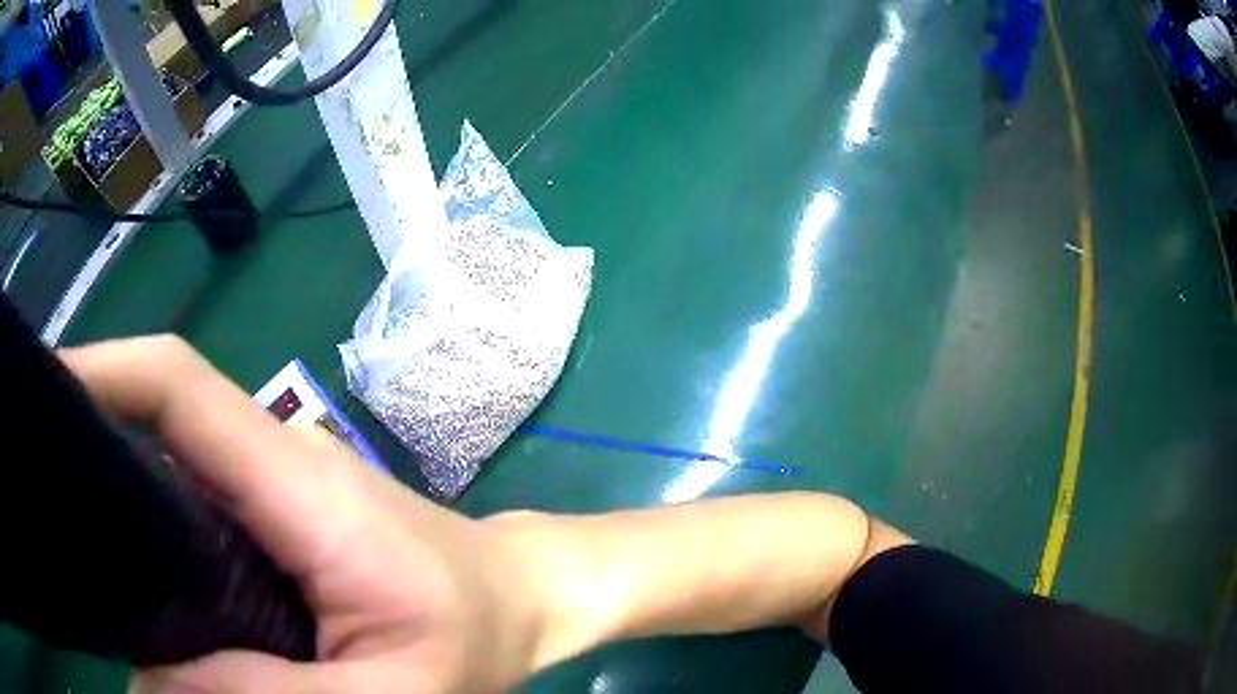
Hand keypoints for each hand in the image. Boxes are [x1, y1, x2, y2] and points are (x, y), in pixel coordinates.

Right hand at [62, 336, 550, 692]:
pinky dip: (150, 524)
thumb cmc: (474, 640)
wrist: (520, 600)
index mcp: (298, 485)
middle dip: (90, 430)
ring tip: (71, 535)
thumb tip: (149, 686)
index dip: (103, 371)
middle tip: (44, 486)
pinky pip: (193, 503)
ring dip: (113, 483)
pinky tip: (133, 576)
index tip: (45, 397)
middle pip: (158, 412)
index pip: (176, 385)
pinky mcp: (274, 515)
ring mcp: (271, 485)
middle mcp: (273, 461)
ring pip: (169, 458)